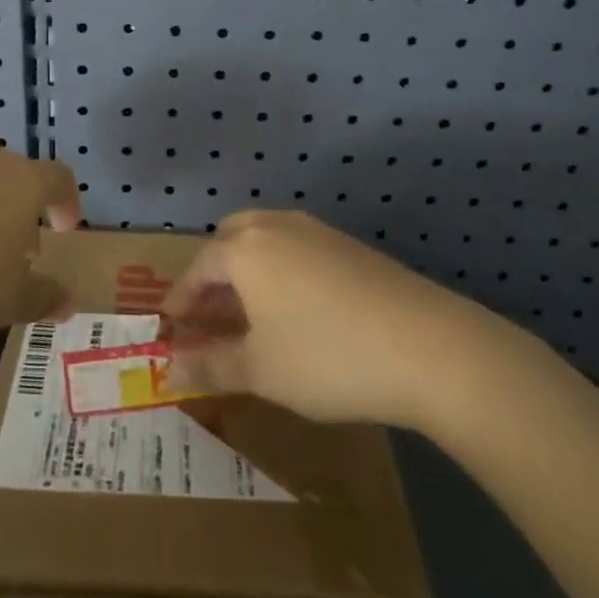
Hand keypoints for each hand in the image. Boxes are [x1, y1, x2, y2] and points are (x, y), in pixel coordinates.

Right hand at [163, 210, 493, 429]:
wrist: (428, 346)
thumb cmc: (326, 356)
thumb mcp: (260, 370)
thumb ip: (210, 365)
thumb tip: (170, 368)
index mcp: (246, 249)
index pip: (199, 267)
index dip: (181, 298)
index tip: (170, 325)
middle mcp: (277, 227)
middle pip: (231, 238)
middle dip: (214, 273)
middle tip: (210, 312)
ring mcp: (319, 232)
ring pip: (267, 239)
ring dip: (249, 270)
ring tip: (250, 313)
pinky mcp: (352, 247)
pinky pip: (298, 249)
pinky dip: (282, 270)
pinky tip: (297, 310)